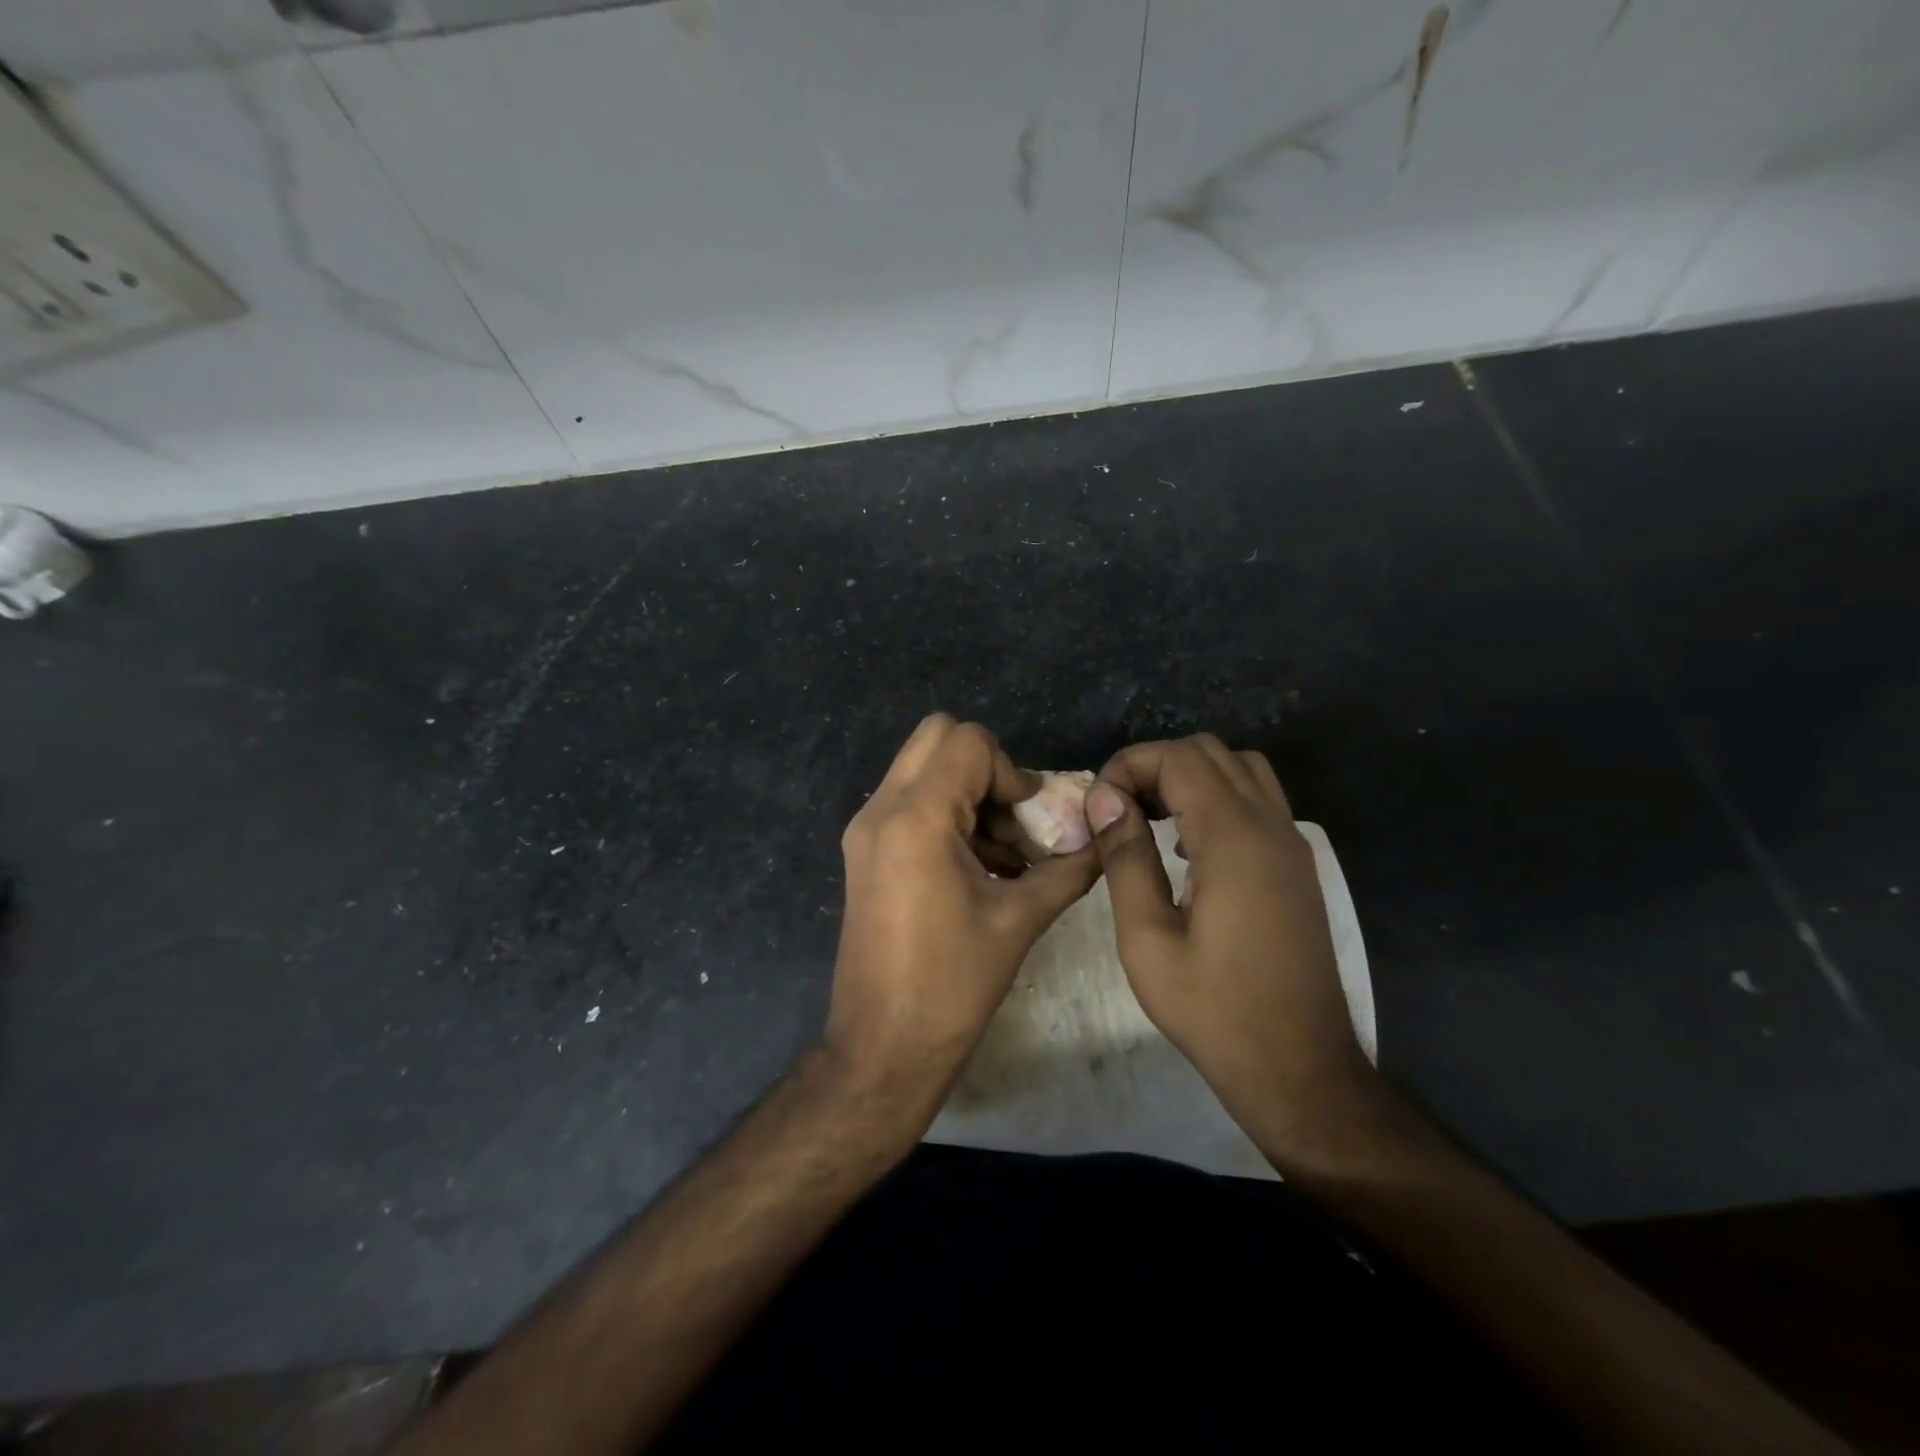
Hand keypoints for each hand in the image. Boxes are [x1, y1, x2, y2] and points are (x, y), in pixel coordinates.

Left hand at [825, 714, 1099, 1111]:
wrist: (883, 1047)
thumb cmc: (952, 985)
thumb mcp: (1021, 920)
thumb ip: (1068, 868)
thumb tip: (1102, 840)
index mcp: (916, 818)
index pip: (968, 742)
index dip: (1012, 771)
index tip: (1029, 821)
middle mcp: (881, 810)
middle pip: (937, 737)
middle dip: (986, 769)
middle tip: (1013, 820)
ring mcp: (865, 830)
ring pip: (922, 769)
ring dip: (969, 794)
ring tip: (1004, 855)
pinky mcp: (864, 852)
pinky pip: (910, 803)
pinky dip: (948, 815)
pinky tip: (979, 869)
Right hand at [1086, 735, 1378, 1151]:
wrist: (1299, 1067)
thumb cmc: (1213, 1009)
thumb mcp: (1147, 939)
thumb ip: (1126, 858)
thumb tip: (1104, 798)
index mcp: (1233, 838)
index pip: (1179, 758)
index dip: (1129, 766)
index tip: (1097, 808)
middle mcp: (1270, 825)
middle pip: (1210, 752)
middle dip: (1155, 766)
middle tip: (1117, 810)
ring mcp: (1292, 843)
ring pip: (1240, 768)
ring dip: (1189, 777)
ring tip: (1148, 819)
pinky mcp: (1297, 865)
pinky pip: (1257, 800)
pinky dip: (1217, 798)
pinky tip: (1186, 847)